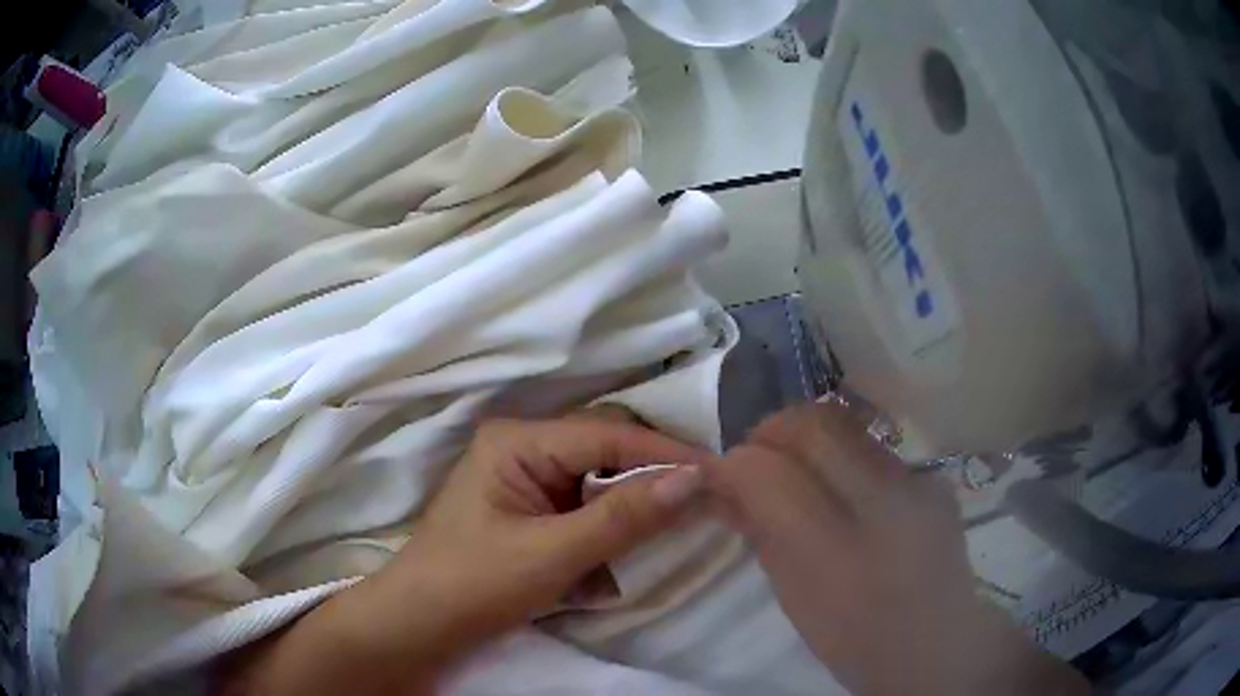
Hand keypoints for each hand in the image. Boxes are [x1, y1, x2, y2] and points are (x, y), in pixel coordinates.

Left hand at [225, 411, 709, 694]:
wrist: (419, 624)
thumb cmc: (474, 585)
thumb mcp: (554, 555)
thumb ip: (624, 517)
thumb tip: (695, 479)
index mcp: (518, 440)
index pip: (608, 435)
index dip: (664, 454)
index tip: (718, 473)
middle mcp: (522, 446)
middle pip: (604, 450)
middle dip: (645, 482)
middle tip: (696, 503)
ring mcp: (524, 478)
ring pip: (597, 481)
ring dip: (623, 514)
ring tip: (648, 541)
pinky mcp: (528, 508)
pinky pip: (582, 506)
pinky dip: (602, 533)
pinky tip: (600, 569)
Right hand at [706, 402, 1088, 695]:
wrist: (937, 643)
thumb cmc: (856, 636)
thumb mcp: (794, 594)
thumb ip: (761, 532)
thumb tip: (727, 483)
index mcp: (839, 553)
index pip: (773, 471)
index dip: (736, 461)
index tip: (720, 471)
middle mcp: (888, 502)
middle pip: (816, 423)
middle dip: (771, 430)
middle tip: (754, 459)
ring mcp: (919, 482)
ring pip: (848, 426)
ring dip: (807, 439)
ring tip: (794, 470)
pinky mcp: (934, 477)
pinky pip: (873, 449)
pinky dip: (842, 456)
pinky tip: (842, 488)